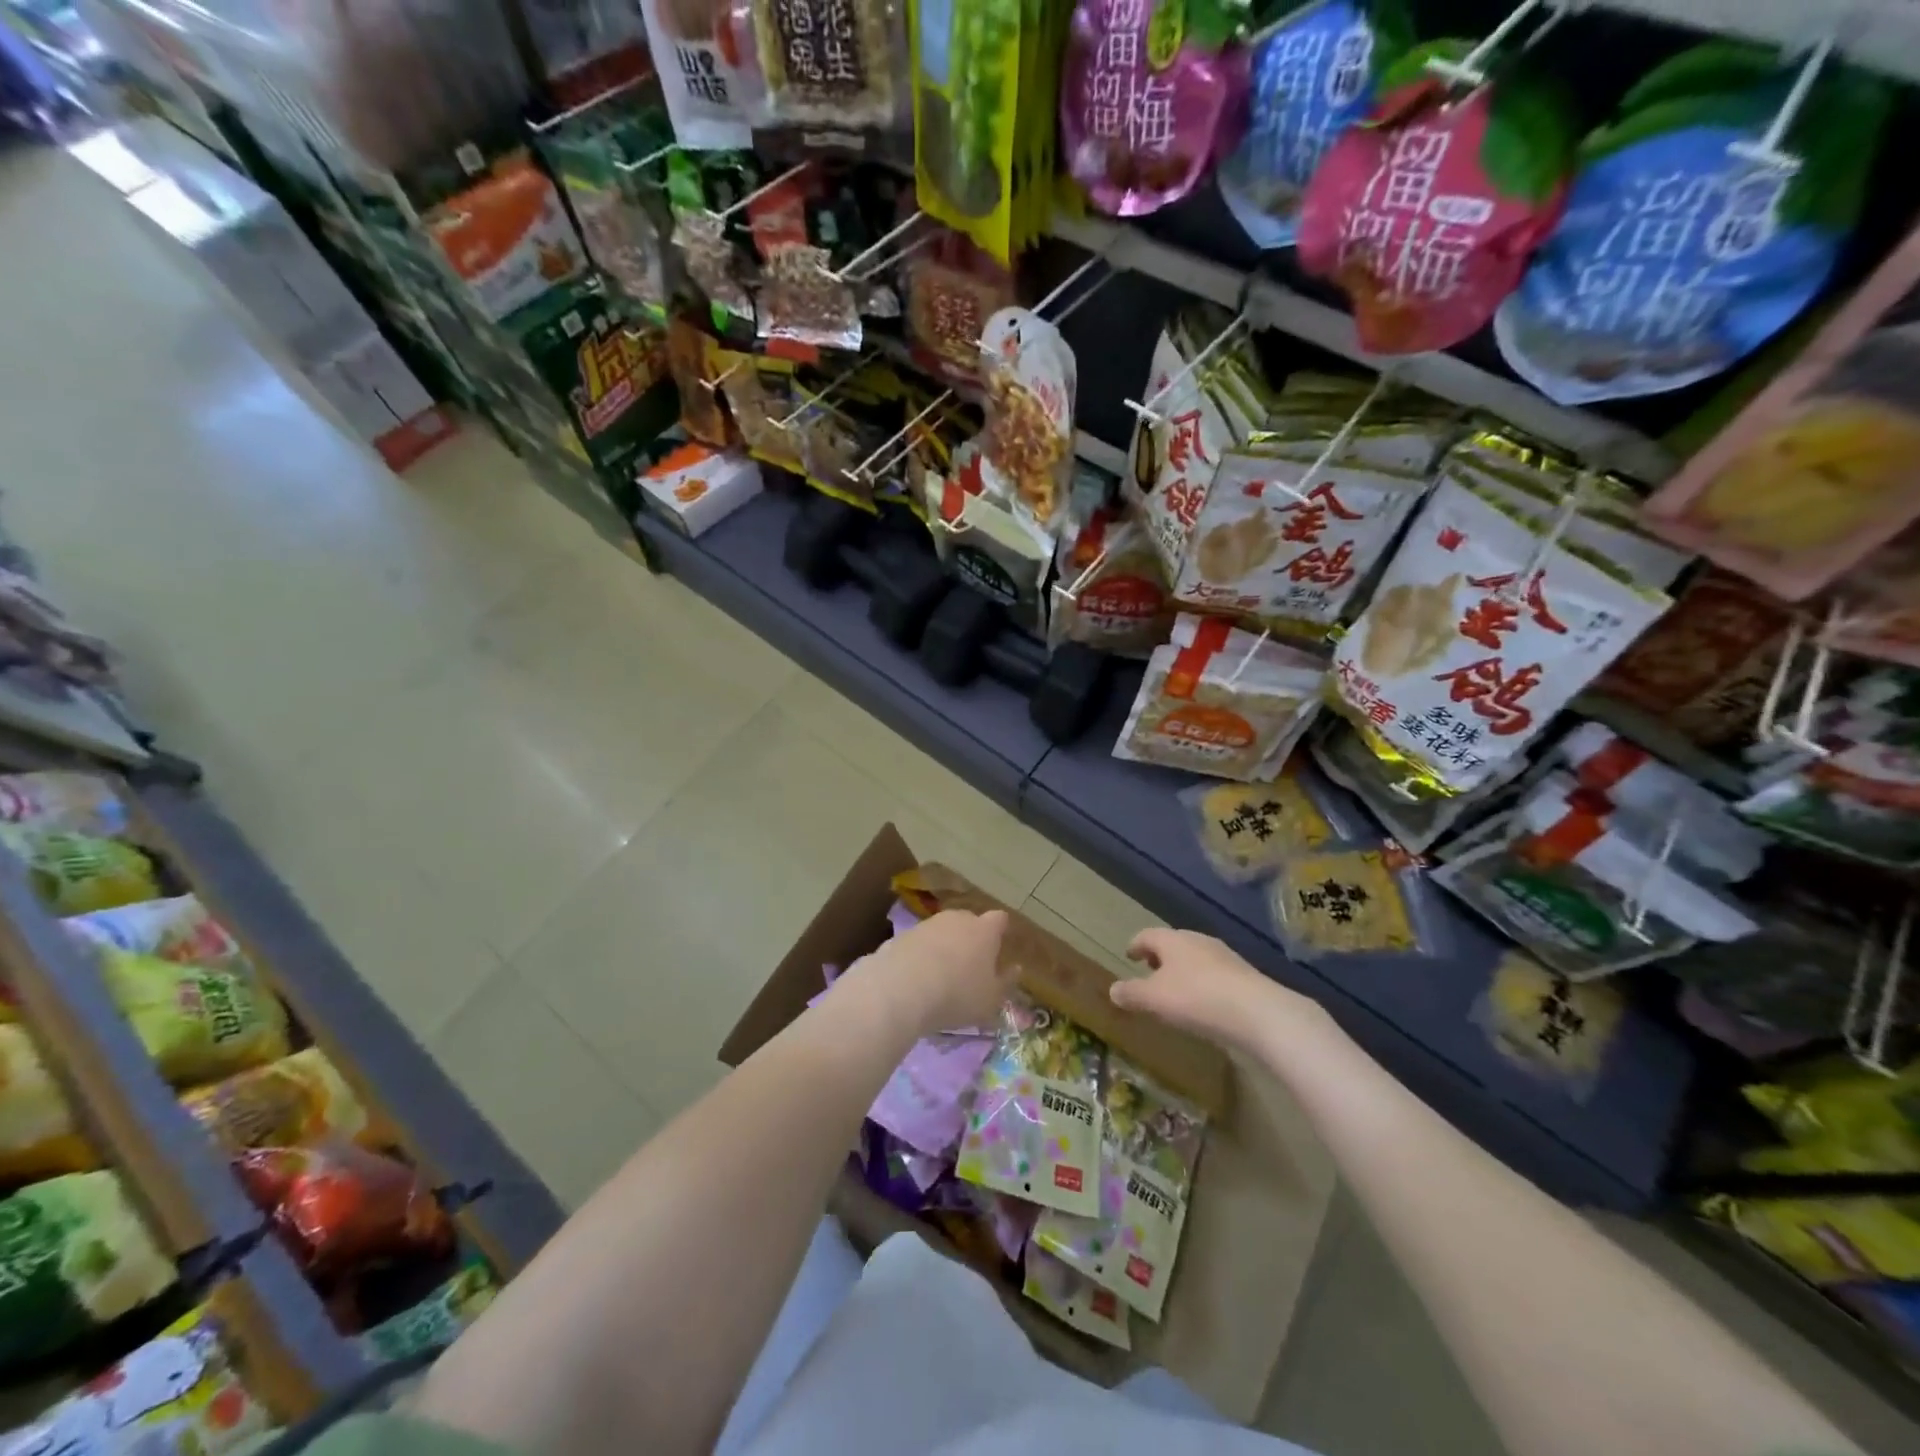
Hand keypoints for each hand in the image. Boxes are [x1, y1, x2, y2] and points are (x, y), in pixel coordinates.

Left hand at [841, 909, 1014, 1040]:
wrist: (902, 988)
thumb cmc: (958, 995)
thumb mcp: (991, 999)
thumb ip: (1006, 982)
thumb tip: (1015, 969)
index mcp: (984, 931)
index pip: (999, 920)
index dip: (1000, 930)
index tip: (999, 945)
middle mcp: (957, 919)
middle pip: (969, 922)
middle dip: (970, 939)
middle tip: (969, 966)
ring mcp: (927, 924)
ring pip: (942, 932)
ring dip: (943, 947)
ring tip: (940, 976)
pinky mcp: (902, 935)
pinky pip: (919, 944)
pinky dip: (921, 956)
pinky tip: (916, 979)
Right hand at [1111, 928, 1324, 1051]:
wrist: (1258, 1012)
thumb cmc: (1196, 998)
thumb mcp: (1154, 999)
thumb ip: (1131, 993)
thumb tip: (1113, 989)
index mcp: (1173, 940)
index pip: (1147, 935)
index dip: (1135, 945)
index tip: (1129, 955)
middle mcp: (1198, 941)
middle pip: (1173, 944)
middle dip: (1160, 957)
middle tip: (1150, 972)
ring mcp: (1224, 956)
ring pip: (1195, 958)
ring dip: (1182, 970)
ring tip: (1175, 991)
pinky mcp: (1244, 975)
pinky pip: (1214, 974)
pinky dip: (1202, 983)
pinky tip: (1203, 1003)